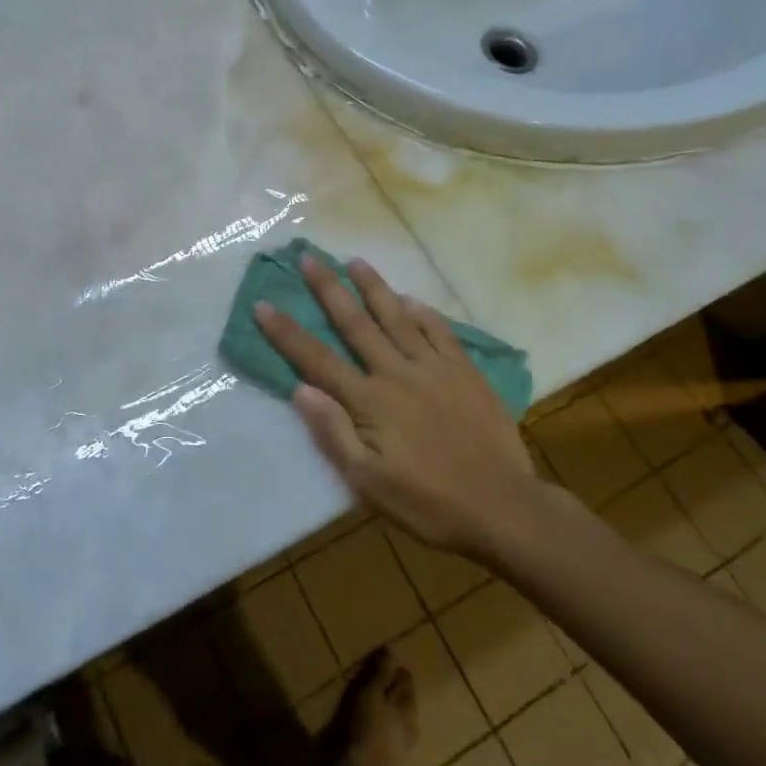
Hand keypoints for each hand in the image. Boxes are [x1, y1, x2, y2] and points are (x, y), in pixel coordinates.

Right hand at [255, 256, 544, 558]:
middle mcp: (397, 373)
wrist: (502, 506)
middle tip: (309, 258)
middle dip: (328, 290)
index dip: (287, 332)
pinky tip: (411, 300)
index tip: (263, 305)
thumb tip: (301, 390)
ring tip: (355, 261)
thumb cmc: (428, 502)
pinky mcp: (465, 372)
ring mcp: (434, 368)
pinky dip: (422, 312)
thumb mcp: (369, 484)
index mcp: (369, 402)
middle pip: (355, 324)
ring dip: (374, 287)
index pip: (318, 359)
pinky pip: (440, 331)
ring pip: (397, 317)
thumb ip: (334, 434)